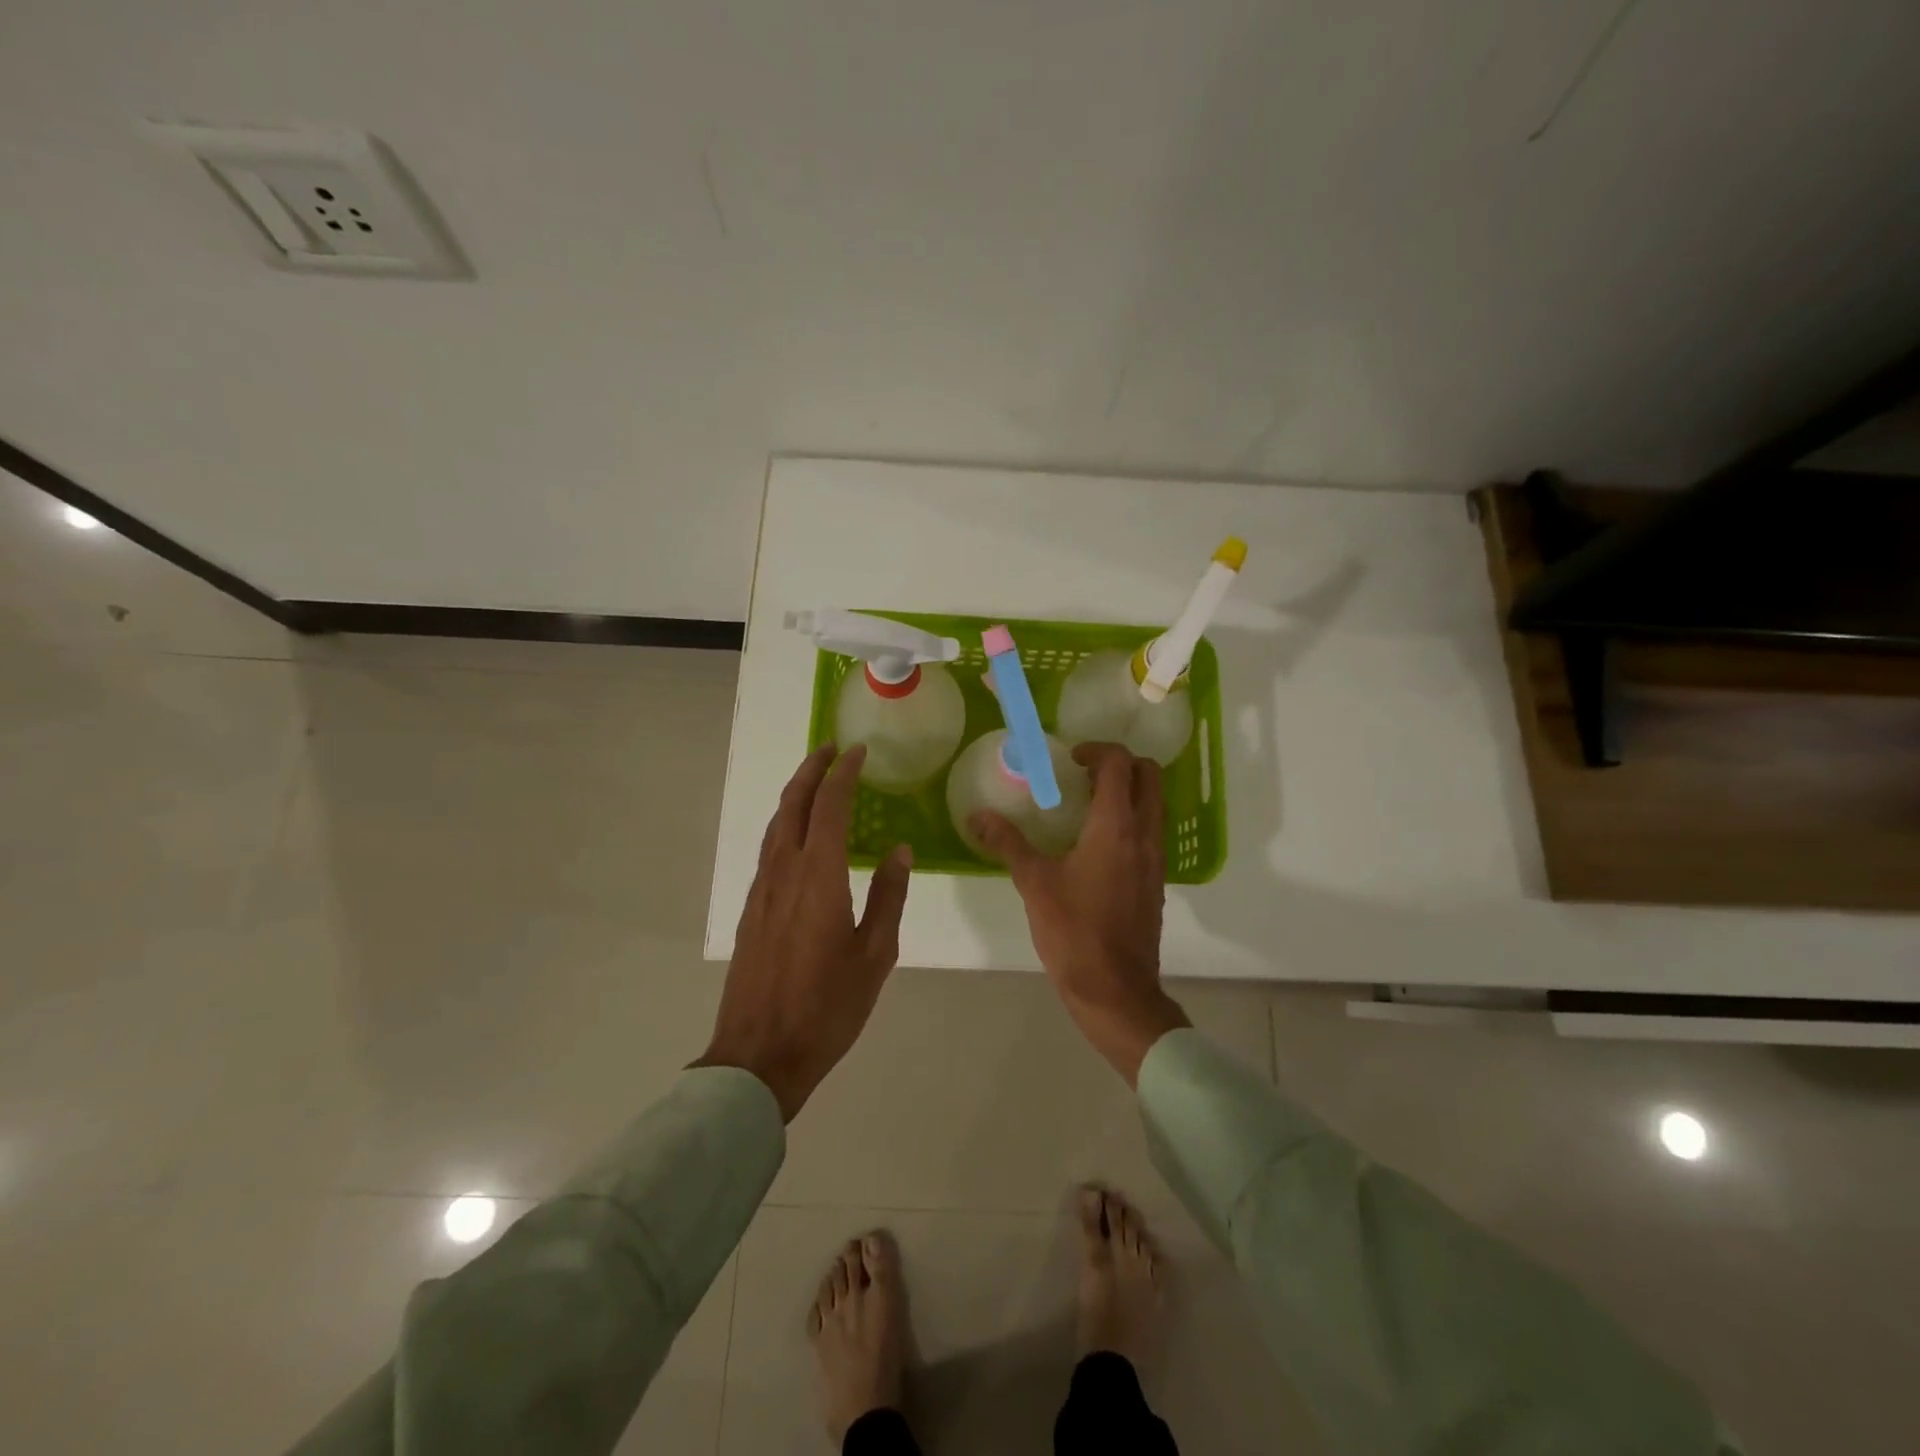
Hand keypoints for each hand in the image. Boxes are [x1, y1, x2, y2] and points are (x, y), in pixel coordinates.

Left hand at [697, 744, 911, 1120]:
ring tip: (815, 780)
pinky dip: (785, 824)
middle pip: (793, 805)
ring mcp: (761, 890)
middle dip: (811, 770)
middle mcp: (784, 872)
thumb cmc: (828, 1007)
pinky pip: (768, 849)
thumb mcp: (875, 955)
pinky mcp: (750, 909)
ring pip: (775, 825)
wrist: (760, 1054)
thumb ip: (888, 897)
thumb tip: (899, 850)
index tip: (858, 751)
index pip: (830, 807)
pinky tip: (799, 835)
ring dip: (795, 795)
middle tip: (831, 749)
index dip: (843, 774)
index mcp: (820, 877)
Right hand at [970, 743, 1189, 1084]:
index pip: (1120, 764)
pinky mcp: (1156, 881)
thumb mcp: (1034, 883)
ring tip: (1086, 804)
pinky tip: (1096, 843)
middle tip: (1083, 773)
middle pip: (1149, 776)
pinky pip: (1150, 832)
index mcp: (1116, 827)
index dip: (1097, 750)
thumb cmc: (1074, 931)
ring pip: (1154, 804)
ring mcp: (1155, 859)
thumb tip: (977, 816)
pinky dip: (1131, 819)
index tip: (1070, 758)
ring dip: (1128, 791)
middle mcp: (1144, 835)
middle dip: (1120, 764)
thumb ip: (1007, 843)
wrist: (1115, 990)